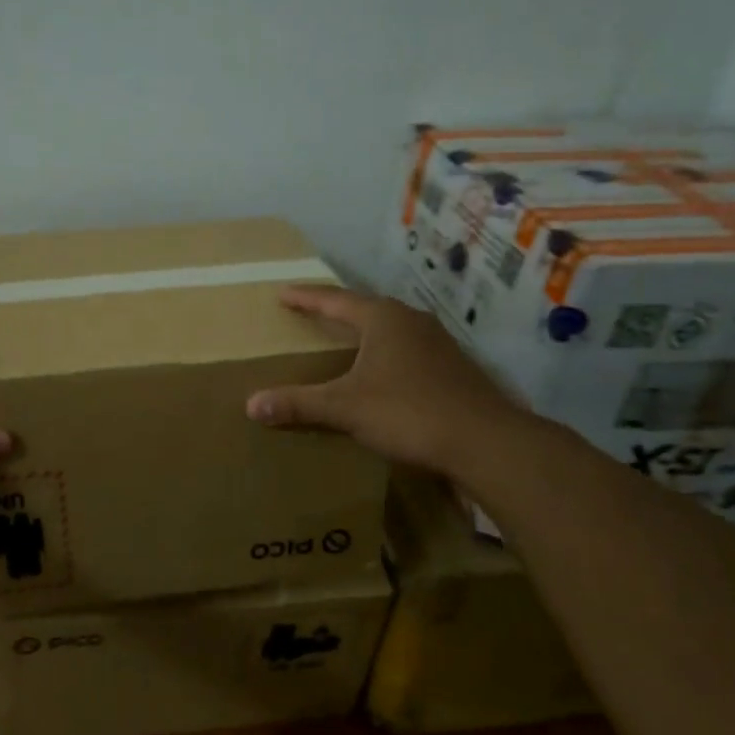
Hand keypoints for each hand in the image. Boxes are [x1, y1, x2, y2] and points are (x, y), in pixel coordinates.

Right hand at [246, 285, 529, 482]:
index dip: (306, 298)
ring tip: (345, 339)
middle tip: (311, 313)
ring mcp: (438, 343)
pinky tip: (382, 373)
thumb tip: (251, 404)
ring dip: (366, 333)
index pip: (335, 301)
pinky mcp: (453, 368)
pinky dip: (386, 355)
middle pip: (366, 309)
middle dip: (337, 311)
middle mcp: (412, 321)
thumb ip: (299, 404)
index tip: (282, 293)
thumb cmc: (409, 412)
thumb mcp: (346, 407)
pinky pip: (408, 351)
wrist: (484, 441)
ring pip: (391, 330)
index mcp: (384, 319)